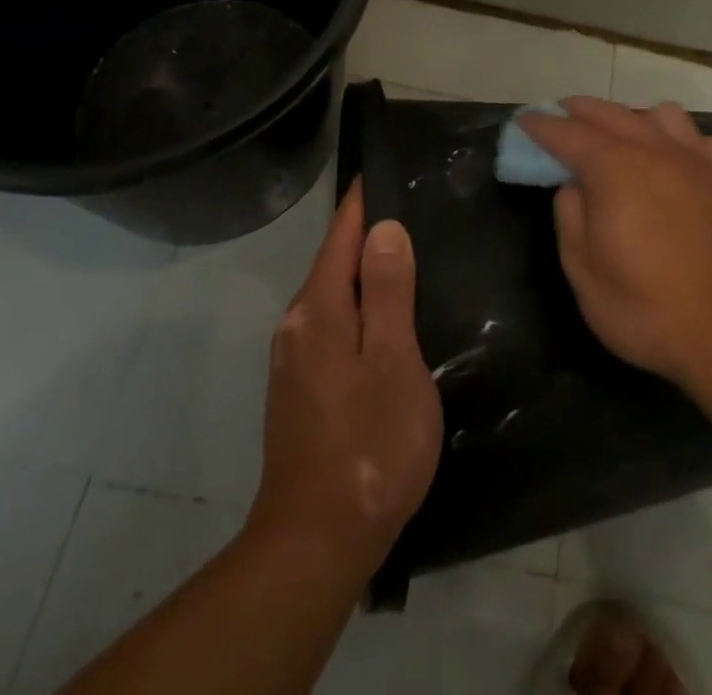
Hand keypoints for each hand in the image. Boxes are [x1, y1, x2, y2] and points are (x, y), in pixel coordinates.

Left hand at [247, 180, 441, 582]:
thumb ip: (389, 291)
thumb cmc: (369, 445)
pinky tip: (388, 322)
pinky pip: (332, 326)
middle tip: (417, 212)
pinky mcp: (301, 390)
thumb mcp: (394, 362)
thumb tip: (384, 227)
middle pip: (335, 261)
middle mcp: (298, 325)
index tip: (389, 170)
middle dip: (369, 234)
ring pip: (334, 296)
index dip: (365, 201)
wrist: (316, 542)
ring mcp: (294, 360)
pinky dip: (359, 309)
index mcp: (319, 309)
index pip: (342, 233)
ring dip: (366, 274)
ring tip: (410, 260)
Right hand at [521, 98, 711, 411]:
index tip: (524, 120)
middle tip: (559, 115)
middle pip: (611, 114)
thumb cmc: (646, 309)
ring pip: (661, 115)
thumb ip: (570, 218)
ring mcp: (695, 162)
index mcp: (614, 170)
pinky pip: (700, 139)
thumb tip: (572, 186)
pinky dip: (679, 138)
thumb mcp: (583, 273)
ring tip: (618, 136)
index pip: (569, 133)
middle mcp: (655, 152)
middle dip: (580, 110)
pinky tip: (672, 158)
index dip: (542, 125)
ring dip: (631, 116)